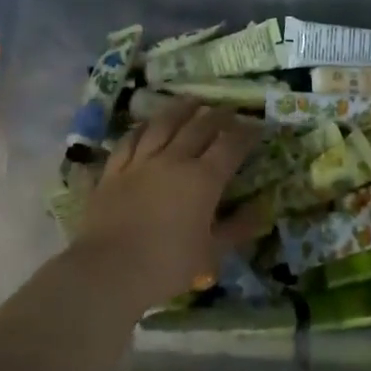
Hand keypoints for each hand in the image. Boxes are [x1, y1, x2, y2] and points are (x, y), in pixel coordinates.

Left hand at [71, 100, 265, 312]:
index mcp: (203, 179)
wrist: (108, 270)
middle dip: (218, 115)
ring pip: (163, 124)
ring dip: (181, 109)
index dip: (247, 132)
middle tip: (230, 109)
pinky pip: (130, 140)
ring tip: (193, 100)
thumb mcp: (212, 253)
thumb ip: (238, 228)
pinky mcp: (113, 170)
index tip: (257, 126)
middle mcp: (173, 160)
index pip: (231, 145)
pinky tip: (147, 123)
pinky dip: (142, 127)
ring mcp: (140, 162)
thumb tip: (261, 209)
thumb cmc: (167, 265)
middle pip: (199, 127)